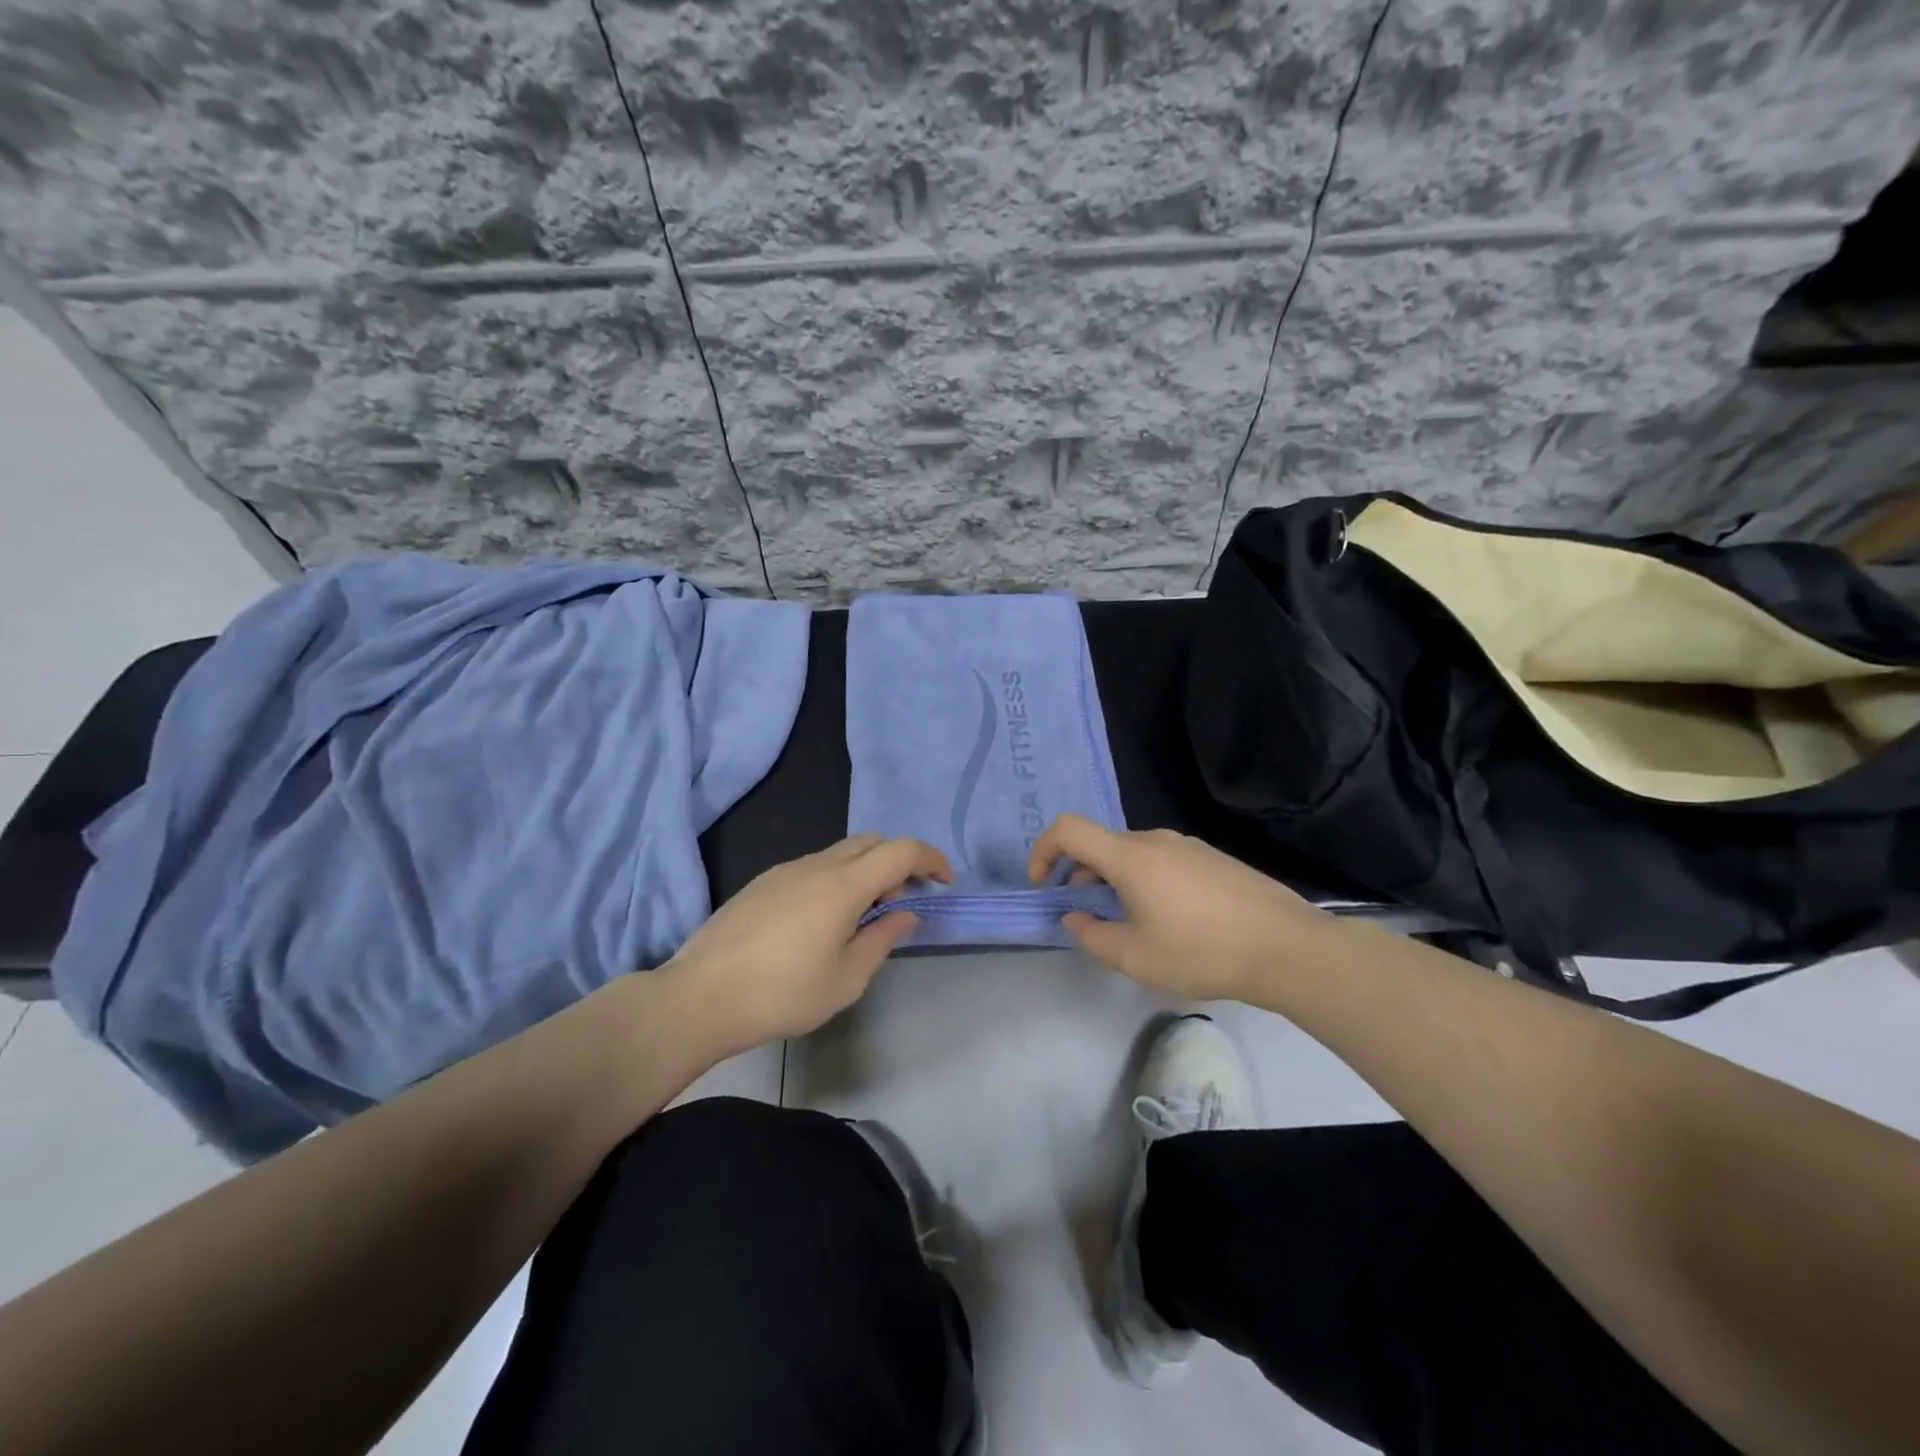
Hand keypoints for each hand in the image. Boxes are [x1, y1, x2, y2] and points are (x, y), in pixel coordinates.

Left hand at [660, 834, 951, 1055]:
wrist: (701, 996)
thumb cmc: (782, 994)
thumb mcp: (846, 979)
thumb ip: (882, 939)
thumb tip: (906, 914)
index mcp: (843, 885)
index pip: (901, 850)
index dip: (931, 859)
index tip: (944, 883)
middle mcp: (817, 865)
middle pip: (872, 841)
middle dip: (899, 862)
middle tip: (902, 902)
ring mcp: (786, 870)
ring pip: (841, 852)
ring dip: (865, 871)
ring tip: (862, 918)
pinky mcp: (763, 882)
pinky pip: (814, 866)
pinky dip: (836, 878)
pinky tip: (822, 921)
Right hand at [1028, 813, 1327, 999]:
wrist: (1287, 947)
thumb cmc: (1202, 951)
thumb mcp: (1135, 957)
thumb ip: (1092, 936)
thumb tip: (1075, 918)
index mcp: (1130, 856)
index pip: (1068, 829)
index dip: (1043, 850)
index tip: (1043, 885)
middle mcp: (1156, 840)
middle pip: (1101, 844)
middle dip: (1080, 875)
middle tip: (1085, 915)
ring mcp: (1189, 847)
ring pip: (1133, 854)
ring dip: (1114, 881)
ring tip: (1128, 923)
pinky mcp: (1214, 859)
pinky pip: (1163, 861)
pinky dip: (1145, 881)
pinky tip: (1168, 921)